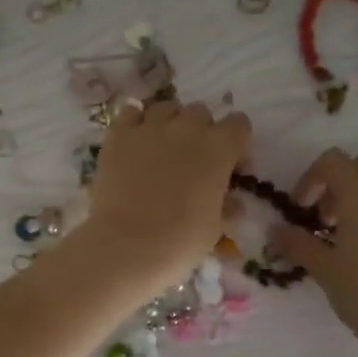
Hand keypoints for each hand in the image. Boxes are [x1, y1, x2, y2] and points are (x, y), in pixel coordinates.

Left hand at [78, 100, 251, 289]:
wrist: (127, 248)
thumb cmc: (179, 243)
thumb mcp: (214, 229)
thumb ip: (226, 206)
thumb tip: (232, 202)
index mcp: (219, 149)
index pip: (239, 124)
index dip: (236, 145)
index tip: (229, 168)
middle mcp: (187, 128)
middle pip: (201, 113)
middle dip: (201, 132)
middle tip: (192, 161)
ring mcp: (150, 128)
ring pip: (166, 108)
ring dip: (169, 124)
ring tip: (161, 150)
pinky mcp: (118, 136)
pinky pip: (130, 113)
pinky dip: (135, 123)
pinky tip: (134, 144)